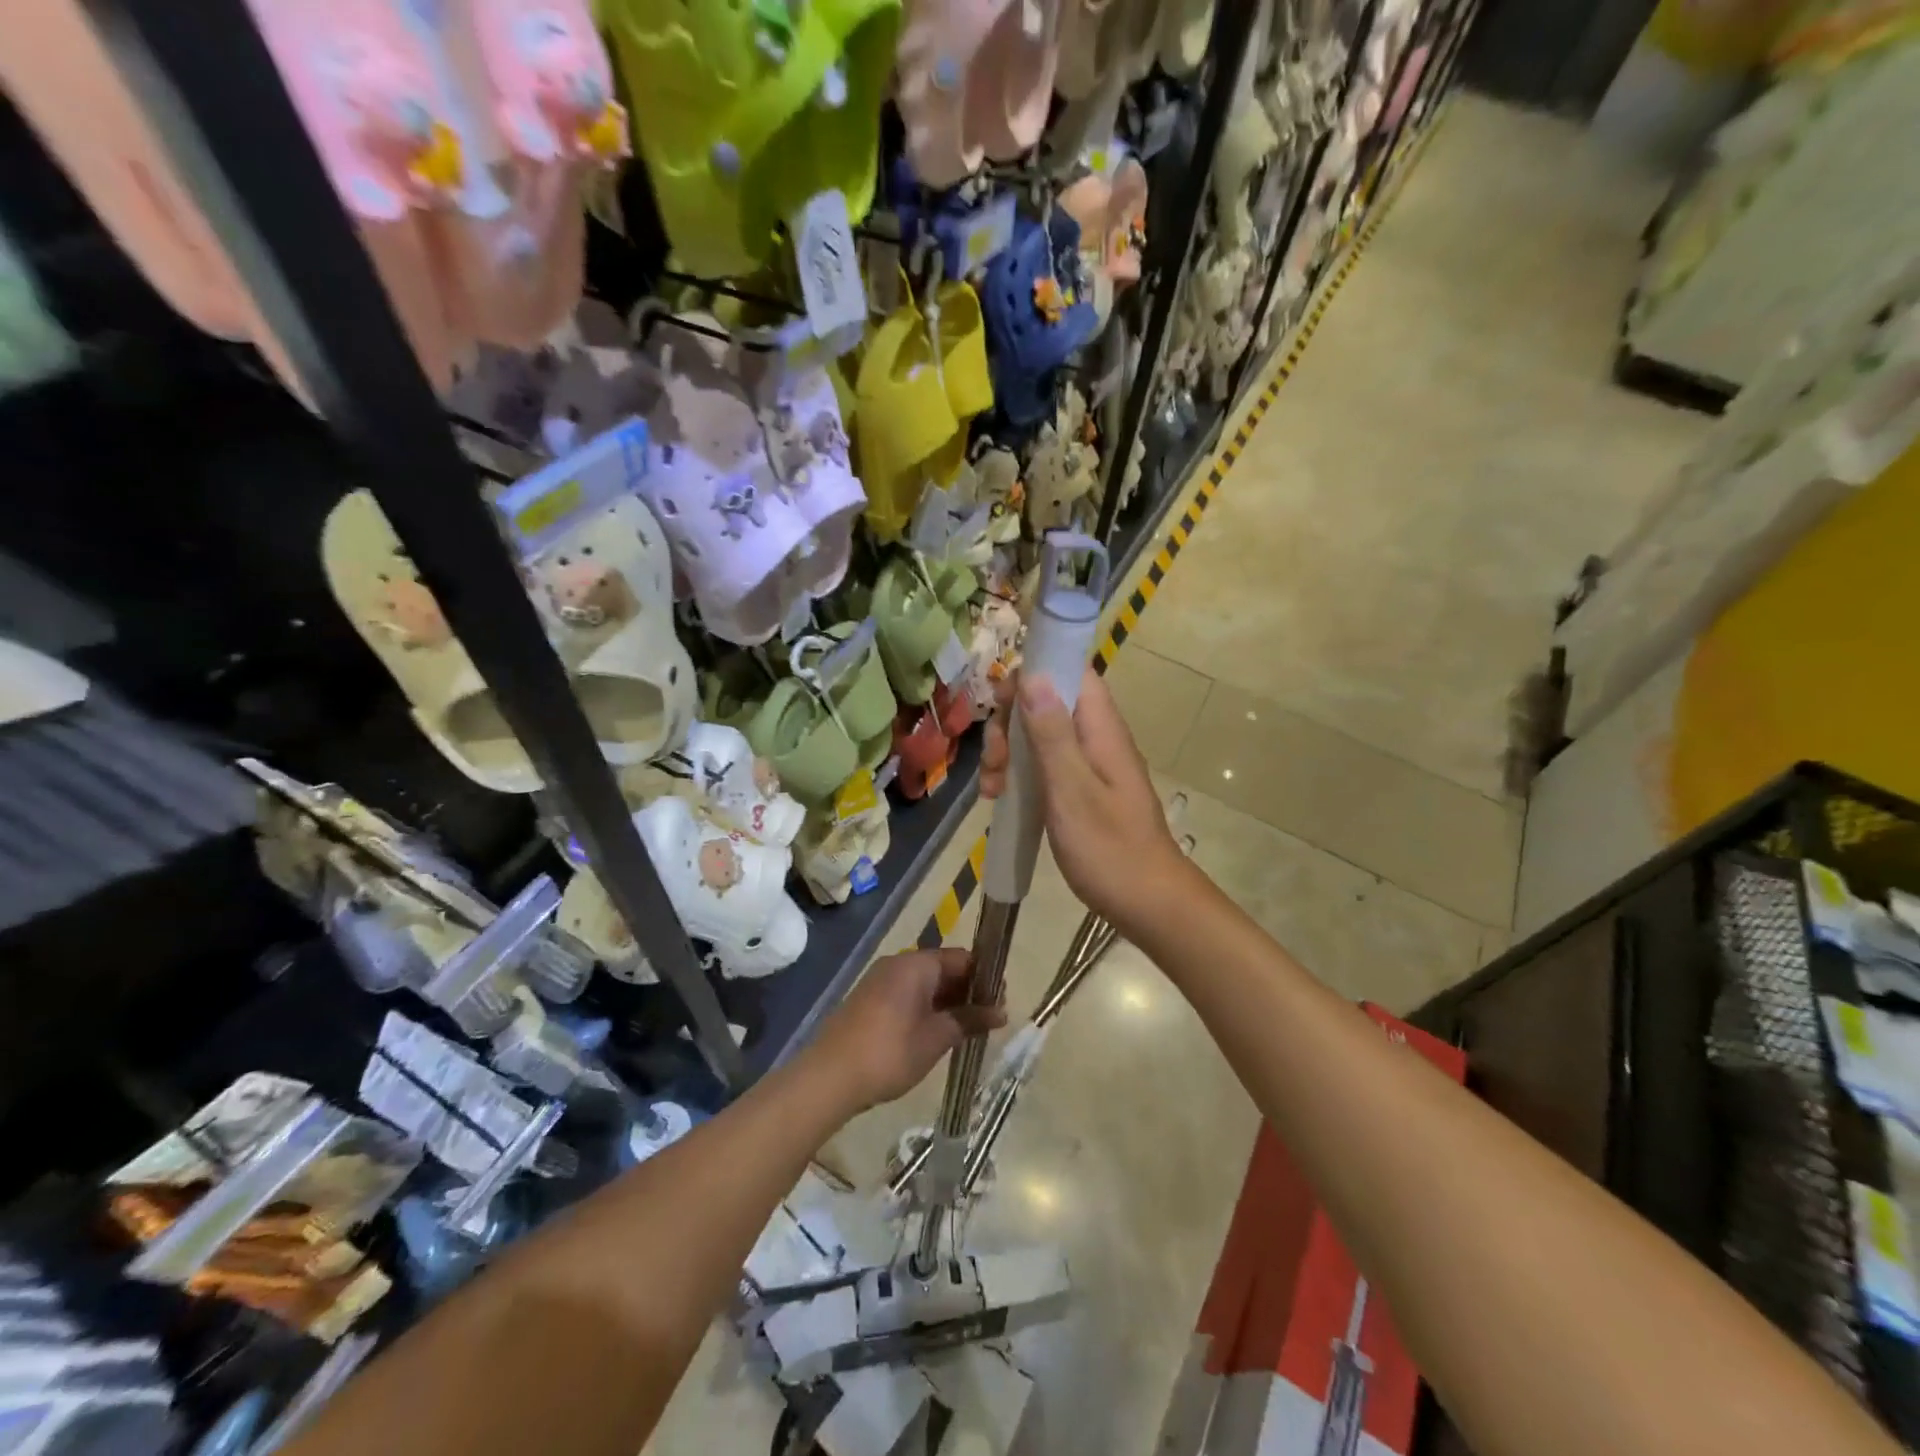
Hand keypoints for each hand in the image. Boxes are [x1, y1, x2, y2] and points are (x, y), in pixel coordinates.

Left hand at [811, 949, 1006, 1112]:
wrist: (829, 1077)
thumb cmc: (889, 1053)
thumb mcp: (936, 1038)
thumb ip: (969, 1020)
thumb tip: (1001, 1012)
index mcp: (916, 964)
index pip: (961, 958)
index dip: (985, 978)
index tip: (1001, 1003)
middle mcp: (898, 964)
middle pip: (943, 968)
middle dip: (968, 992)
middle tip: (989, 1021)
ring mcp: (880, 982)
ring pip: (925, 984)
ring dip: (948, 1003)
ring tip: (968, 1031)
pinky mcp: (870, 1001)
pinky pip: (908, 995)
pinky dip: (927, 1009)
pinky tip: (937, 1034)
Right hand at [982, 668, 1190, 939]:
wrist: (1147, 903)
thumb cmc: (1109, 849)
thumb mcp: (1071, 791)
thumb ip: (1052, 733)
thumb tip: (1032, 674)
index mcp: (1101, 728)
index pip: (1070, 669)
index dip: (1032, 672)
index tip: (998, 701)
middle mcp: (1096, 736)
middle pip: (1046, 701)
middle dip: (1010, 723)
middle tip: (994, 761)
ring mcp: (1090, 763)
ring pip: (1040, 734)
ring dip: (1008, 752)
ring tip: (991, 789)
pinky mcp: (1082, 788)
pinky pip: (1045, 764)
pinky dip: (1019, 775)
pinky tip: (999, 799)